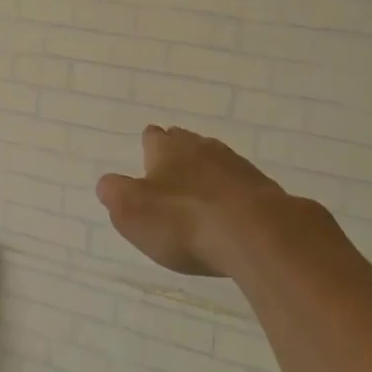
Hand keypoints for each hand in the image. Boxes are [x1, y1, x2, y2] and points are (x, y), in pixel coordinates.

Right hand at [98, 125, 300, 276]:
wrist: (256, 233)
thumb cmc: (183, 221)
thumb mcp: (132, 212)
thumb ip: (115, 194)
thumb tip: (107, 183)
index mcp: (167, 150)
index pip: (153, 137)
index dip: (149, 145)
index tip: (147, 152)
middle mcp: (202, 148)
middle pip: (187, 142)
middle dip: (179, 152)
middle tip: (173, 167)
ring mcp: (237, 167)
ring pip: (217, 160)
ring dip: (208, 172)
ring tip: (202, 189)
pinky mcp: (264, 190)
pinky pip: (242, 185)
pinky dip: (233, 194)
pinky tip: (232, 210)